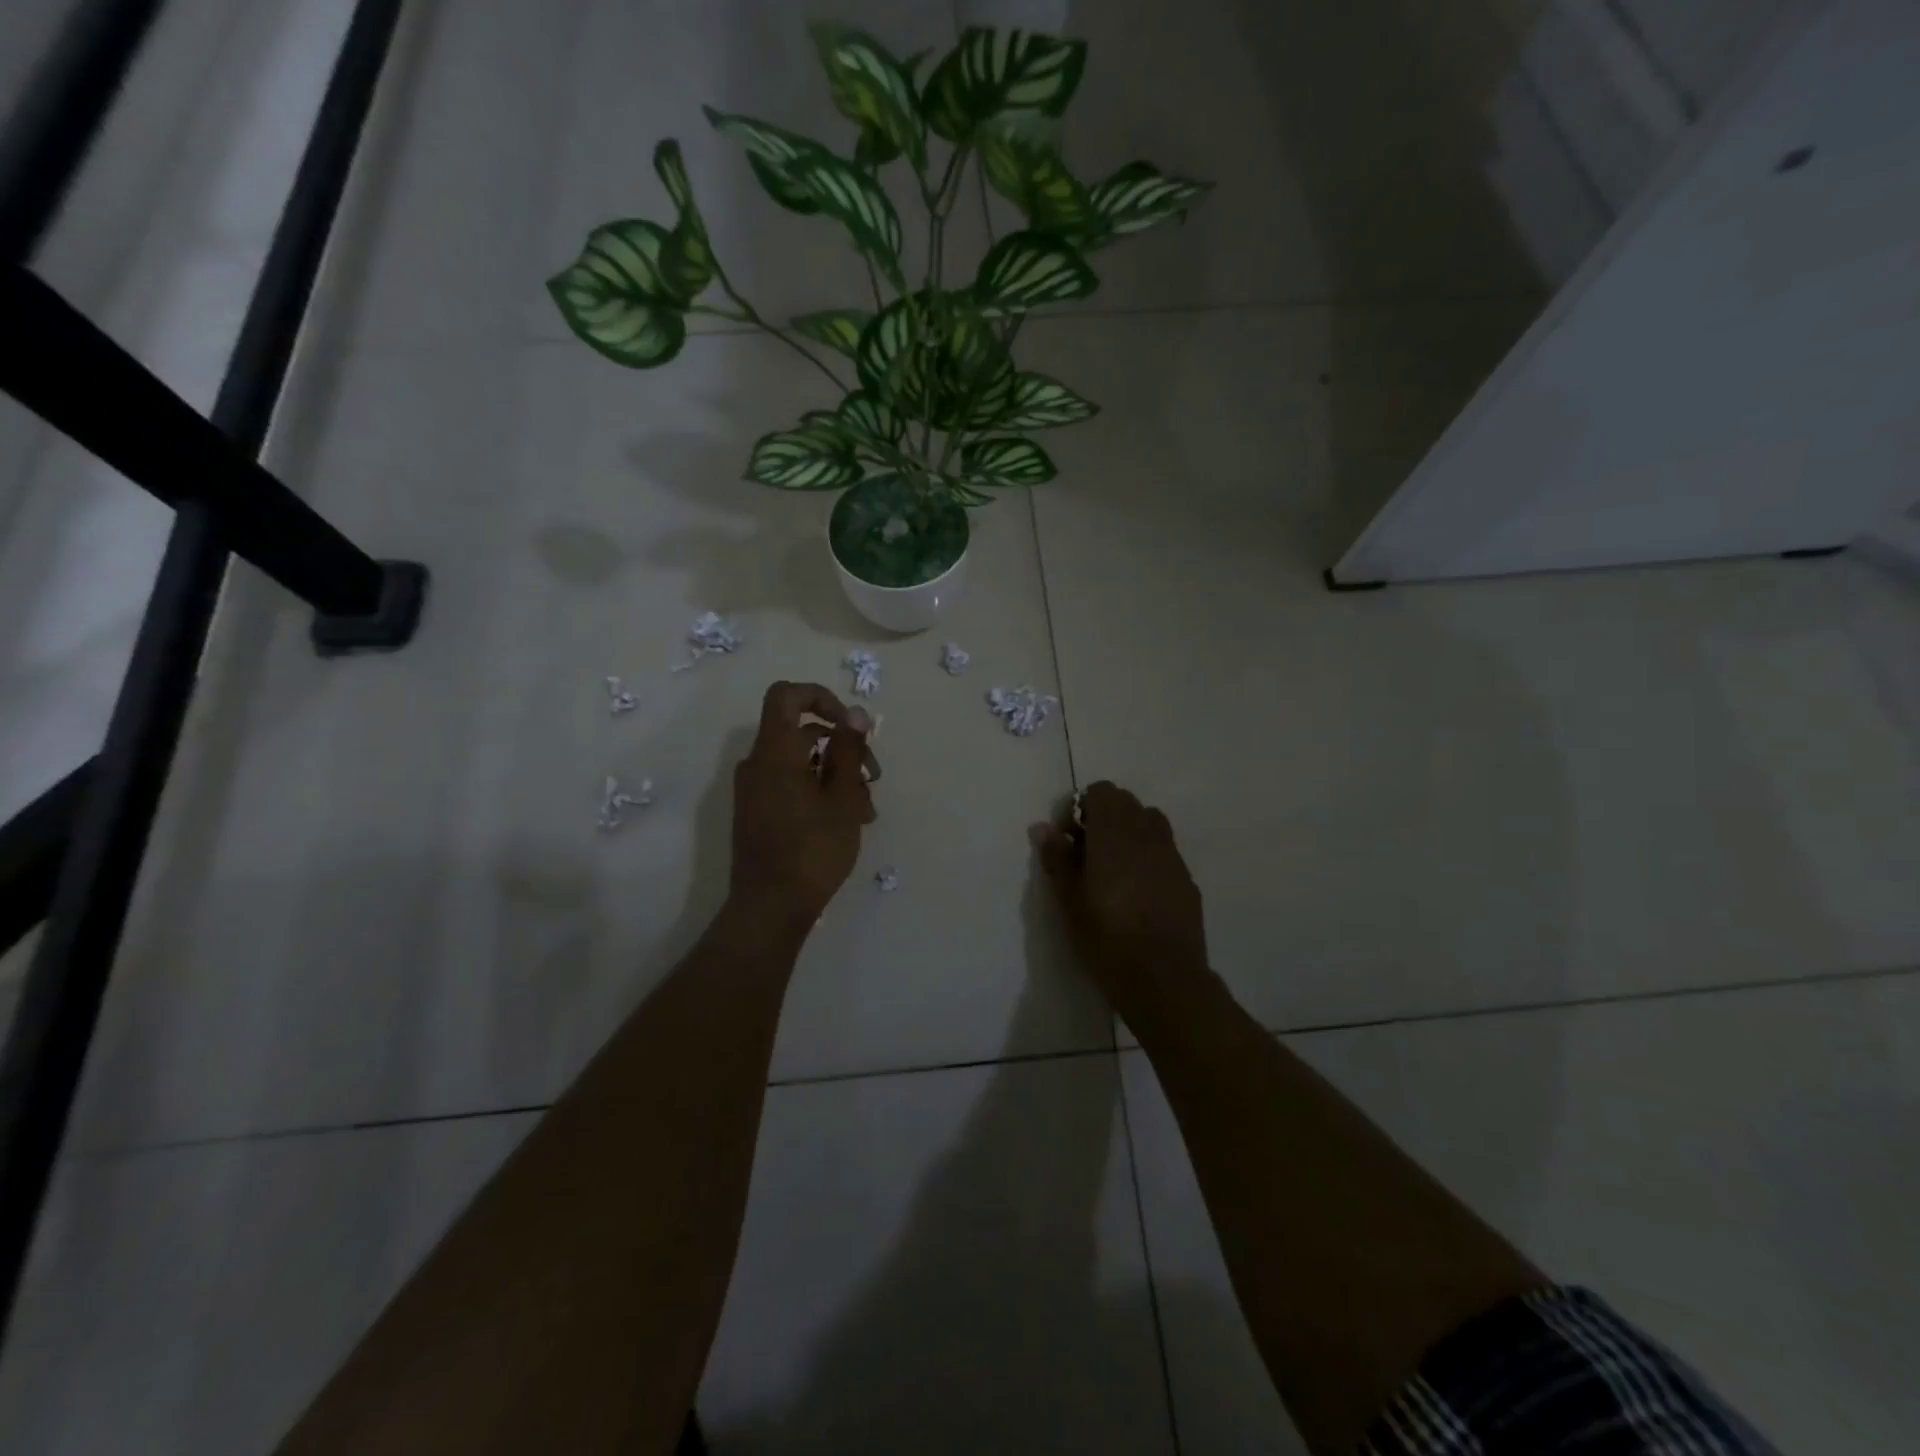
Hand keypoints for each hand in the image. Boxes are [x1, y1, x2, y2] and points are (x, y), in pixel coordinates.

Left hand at [730, 681, 880, 927]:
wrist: (770, 907)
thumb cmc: (812, 849)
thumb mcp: (842, 797)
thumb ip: (848, 750)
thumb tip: (855, 713)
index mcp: (774, 752)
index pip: (786, 696)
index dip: (821, 697)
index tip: (849, 725)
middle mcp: (758, 764)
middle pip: (801, 733)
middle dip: (843, 747)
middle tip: (873, 777)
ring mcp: (755, 790)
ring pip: (801, 763)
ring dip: (837, 775)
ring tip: (866, 809)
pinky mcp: (758, 812)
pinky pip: (790, 785)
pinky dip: (819, 791)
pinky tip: (847, 821)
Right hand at [1031, 781, 1207, 1014]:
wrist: (1164, 978)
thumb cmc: (1106, 937)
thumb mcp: (1069, 900)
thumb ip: (1057, 857)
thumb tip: (1042, 827)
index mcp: (1114, 834)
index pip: (1102, 791)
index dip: (1082, 807)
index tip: (1069, 837)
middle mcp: (1146, 835)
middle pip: (1127, 803)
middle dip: (1104, 817)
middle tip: (1086, 852)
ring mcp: (1171, 855)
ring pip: (1150, 822)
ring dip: (1129, 832)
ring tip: (1114, 867)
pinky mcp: (1187, 879)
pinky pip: (1165, 850)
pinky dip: (1148, 855)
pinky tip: (1138, 891)